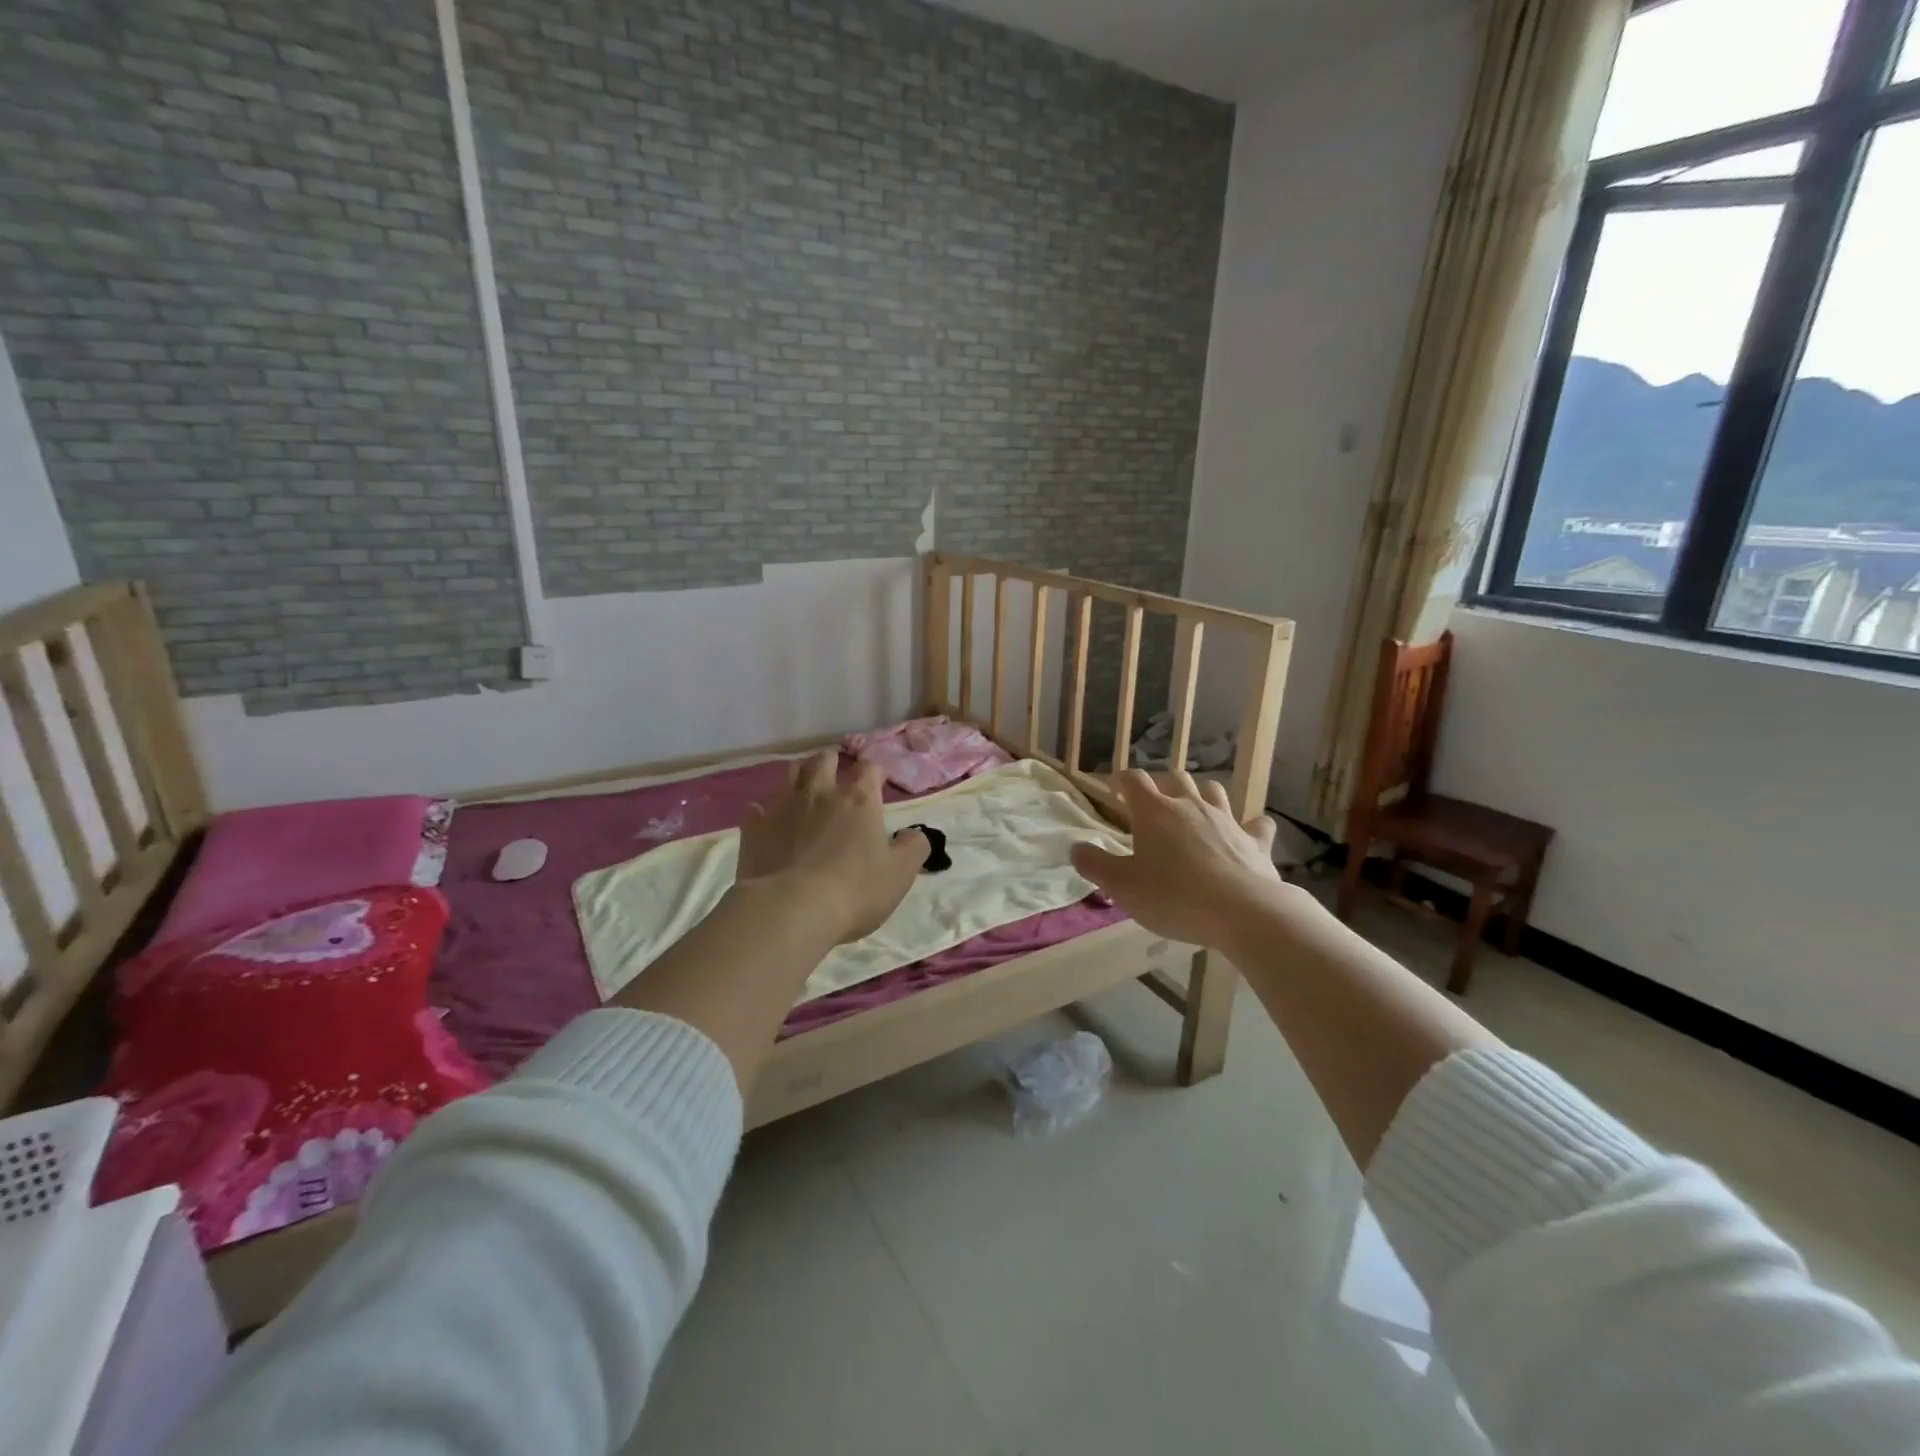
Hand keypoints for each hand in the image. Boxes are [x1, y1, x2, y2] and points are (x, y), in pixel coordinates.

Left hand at [737, 751, 929, 944]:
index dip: (876, 772)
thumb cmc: (854, 891)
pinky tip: (769, 823)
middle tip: (838, 778)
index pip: (870, 769)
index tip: (879, 782)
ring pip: (791, 774)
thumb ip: (914, 848)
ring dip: (801, 776)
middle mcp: (821, 793)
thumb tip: (917, 834)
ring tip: (806, 789)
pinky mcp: (755, 827)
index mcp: (859, 800)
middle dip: (833, 763)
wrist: (790, 909)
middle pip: (825, 760)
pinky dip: (765, 813)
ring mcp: (784, 807)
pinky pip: (757, 809)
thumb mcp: (900, 874)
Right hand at [1070, 770, 1292, 950]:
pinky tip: (1247, 834)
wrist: (1244, 913)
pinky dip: (1249, 826)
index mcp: (1154, 812)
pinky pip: (1256, 824)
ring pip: (1214, 791)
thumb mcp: (1122, 887)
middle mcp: (1191, 805)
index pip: (1134, 779)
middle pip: (1176, 778)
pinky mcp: (1256, 841)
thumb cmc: (1174, 897)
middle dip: (1163, 785)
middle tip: (1153, 806)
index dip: (1122, 781)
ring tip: (1194, 811)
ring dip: (1202, 795)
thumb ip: (1095, 865)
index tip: (1115, 791)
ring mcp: (1227, 820)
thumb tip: (1075, 848)